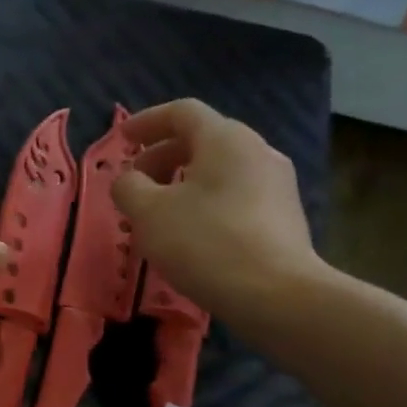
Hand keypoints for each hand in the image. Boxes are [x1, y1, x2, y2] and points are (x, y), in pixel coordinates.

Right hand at [111, 99, 324, 329]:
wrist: (276, 294)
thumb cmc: (205, 243)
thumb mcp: (149, 214)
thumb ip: (129, 188)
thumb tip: (129, 180)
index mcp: (225, 138)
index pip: (182, 113)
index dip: (147, 122)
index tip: (122, 140)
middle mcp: (257, 150)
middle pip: (202, 141)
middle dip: (162, 157)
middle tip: (135, 184)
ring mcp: (276, 184)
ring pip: (219, 172)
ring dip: (183, 184)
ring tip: (158, 215)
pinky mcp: (284, 217)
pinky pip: (236, 197)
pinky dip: (206, 204)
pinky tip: (191, 236)